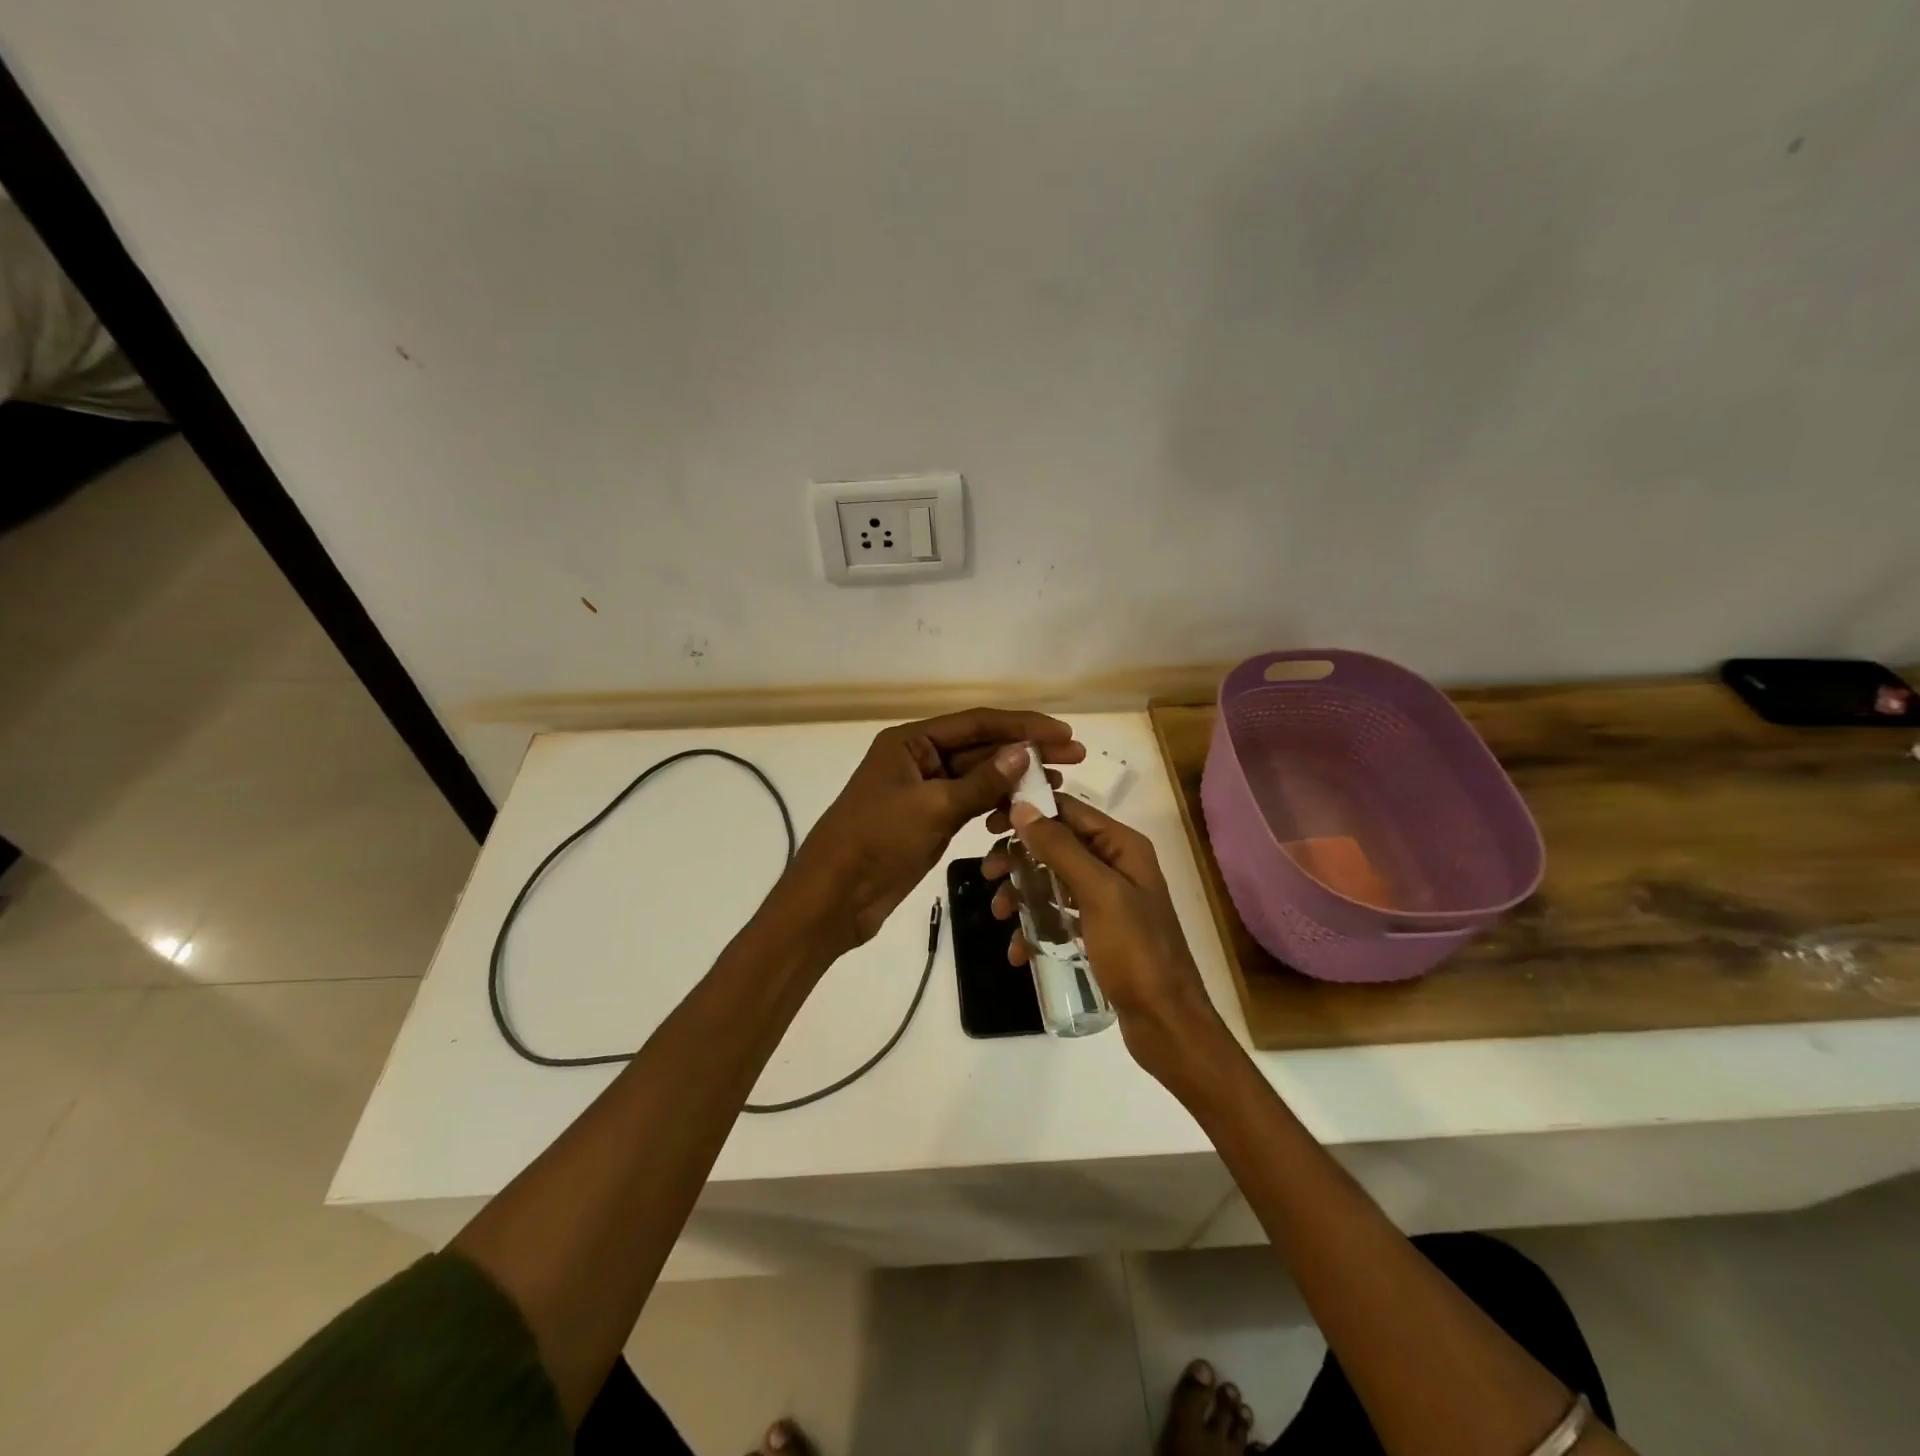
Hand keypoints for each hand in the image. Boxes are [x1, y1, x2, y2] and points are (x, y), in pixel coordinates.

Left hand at [775, 708, 1084, 951]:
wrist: (834, 898)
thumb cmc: (876, 841)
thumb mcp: (932, 808)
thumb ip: (982, 781)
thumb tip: (1024, 753)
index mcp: (911, 742)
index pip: (977, 724)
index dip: (1023, 726)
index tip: (1064, 734)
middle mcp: (919, 759)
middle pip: (981, 748)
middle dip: (1026, 752)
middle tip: (1075, 758)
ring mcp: (925, 790)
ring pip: (979, 777)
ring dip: (1016, 780)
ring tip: (1058, 785)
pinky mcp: (930, 820)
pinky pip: (971, 804)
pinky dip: (996, 805)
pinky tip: (1024, 812)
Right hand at [981, 795, 1227, 1080]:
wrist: (1166, 1024)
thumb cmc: (1136, 952)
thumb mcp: (1098, 893)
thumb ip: (1060, 848)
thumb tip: (1023, 806)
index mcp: (1122, 846)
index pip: (1068, 810)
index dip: (1029, 811)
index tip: (989, 825)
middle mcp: (1116, 865)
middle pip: (1056, 844)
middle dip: (1019, 857)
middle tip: (988, 873)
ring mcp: (1107, 899)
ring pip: (1052, 880)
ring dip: (1021, 893)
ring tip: (1000, 915)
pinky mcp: (1098, 931)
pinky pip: (1058, 915)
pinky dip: (1036, 927)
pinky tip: (1019, 950)